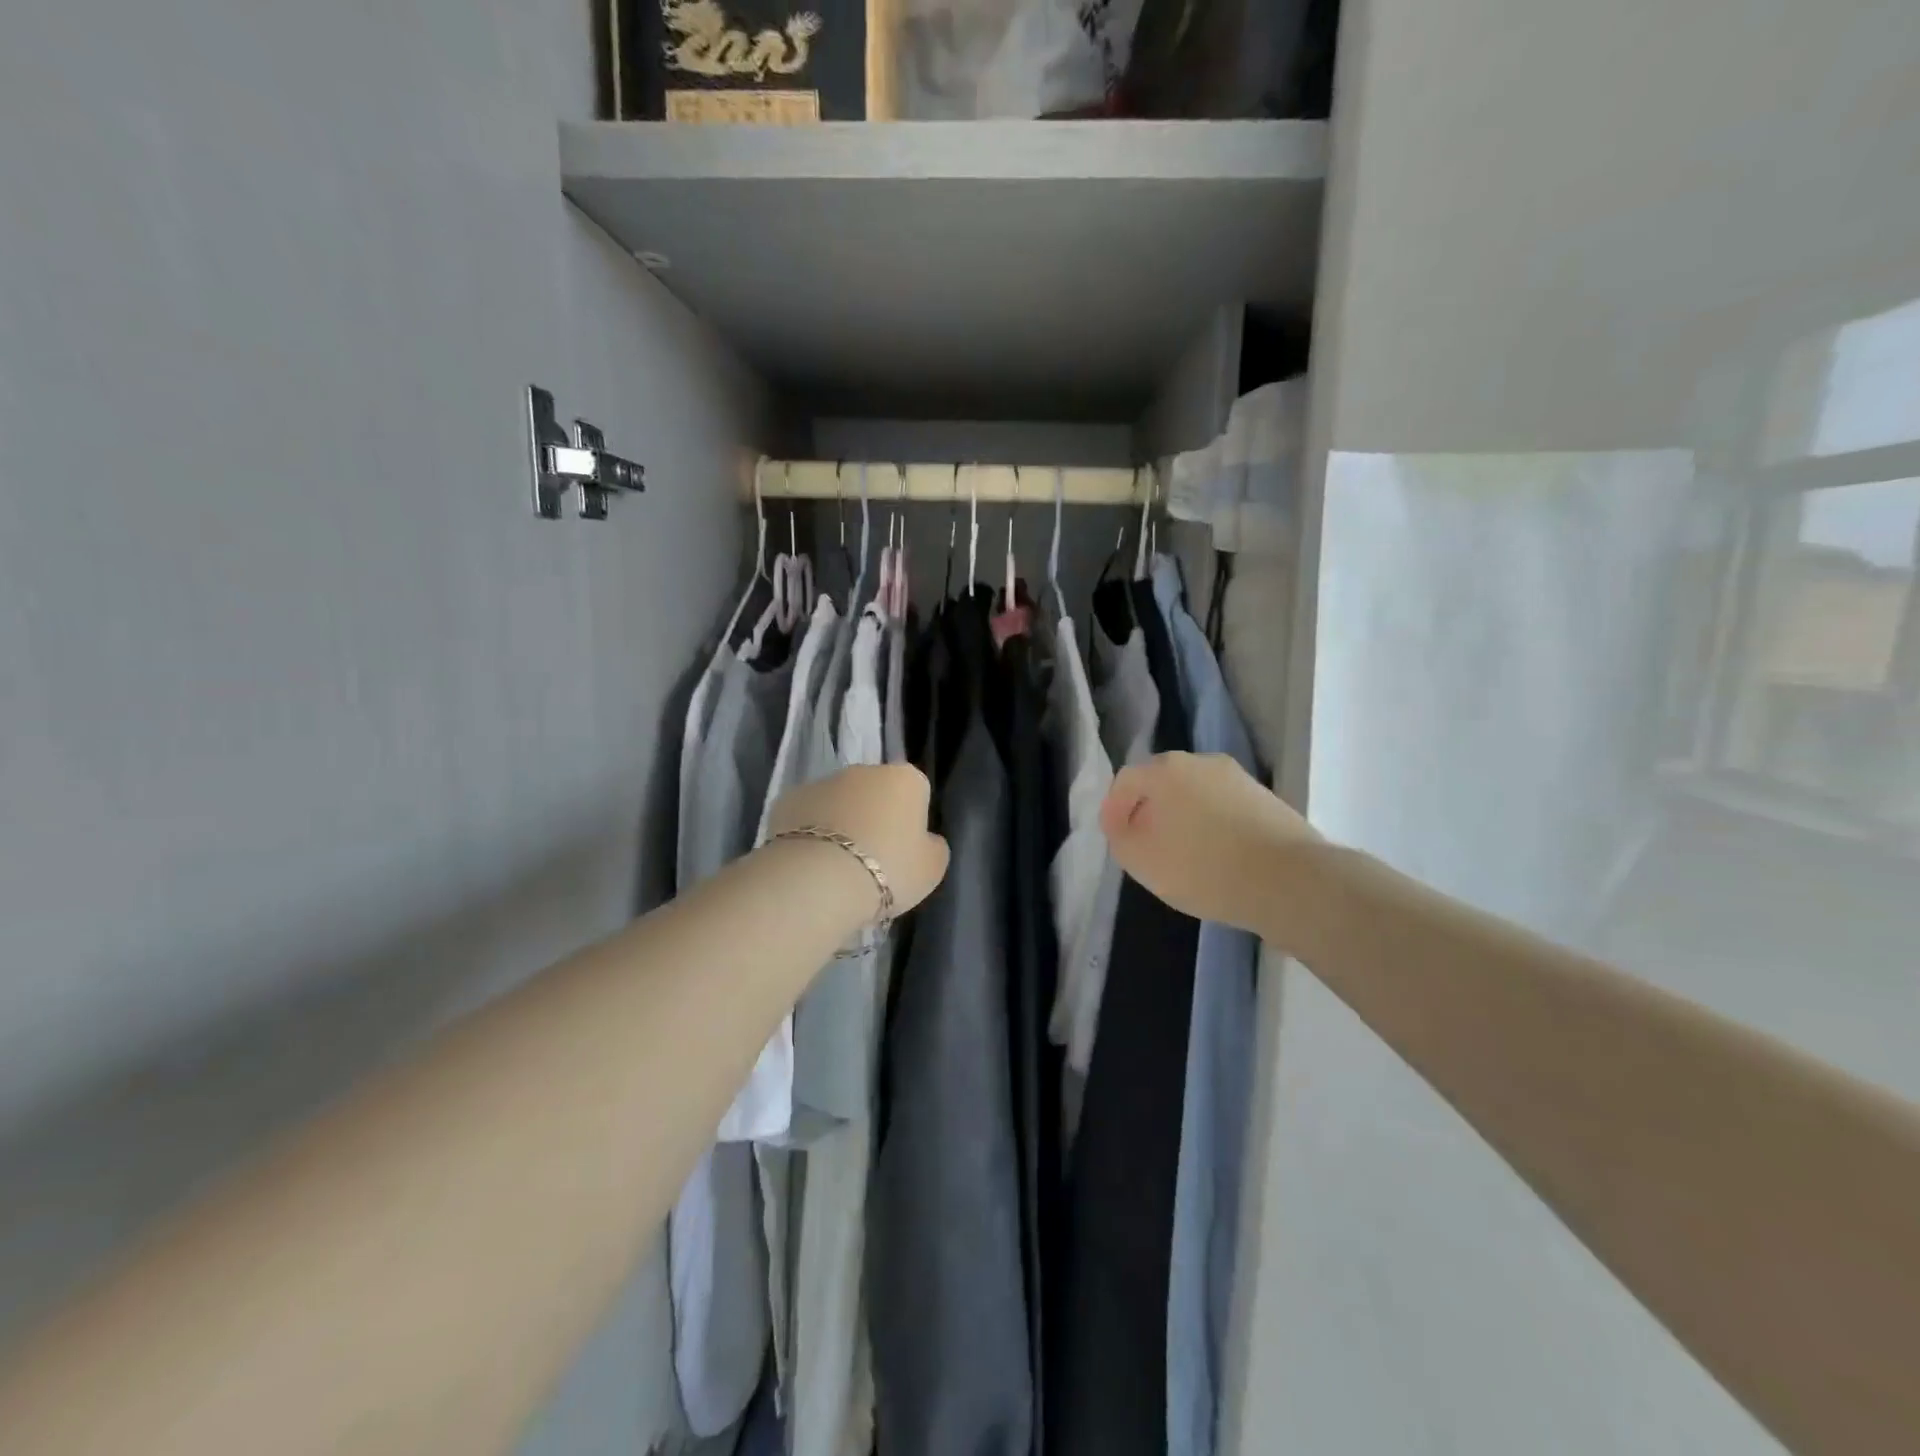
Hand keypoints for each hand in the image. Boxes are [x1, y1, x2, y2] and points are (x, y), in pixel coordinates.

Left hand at [768, 764, 949, 917]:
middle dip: (873, 816)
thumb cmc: (889, 870)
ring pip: (837, 801)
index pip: (915, 792)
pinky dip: (807, 833)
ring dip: (839, 823)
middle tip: (871, 859)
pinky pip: (805, 816)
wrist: (820, 879)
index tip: (904, 850)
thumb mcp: (932, 867)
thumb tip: (923, 839)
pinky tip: (808, 864)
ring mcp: (821, 782)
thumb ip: (932, 846)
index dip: (911, 821)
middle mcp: (864, 770)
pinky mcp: (786, 800)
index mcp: (905, 779)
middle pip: (874, 792)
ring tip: (836, 867)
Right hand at [1100, 751, 1319, 931]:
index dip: (1114, 809)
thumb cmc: (1202, 867)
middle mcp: (1201, 762)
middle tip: (1145, 845)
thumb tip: (1125, 824)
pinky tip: (1217, 857)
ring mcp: (1238, 778)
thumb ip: (1120, 838)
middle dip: (1149, 811)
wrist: (1289, 880)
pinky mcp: (1266, 799)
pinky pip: (1224, 808)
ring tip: (1183, 855)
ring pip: (1195, 795)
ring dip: (1182, 818)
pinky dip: (1213, 826)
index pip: (1126, 780)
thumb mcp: (1141, 860)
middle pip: (1162, 783)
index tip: (1115, 838)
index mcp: (1165, 770)